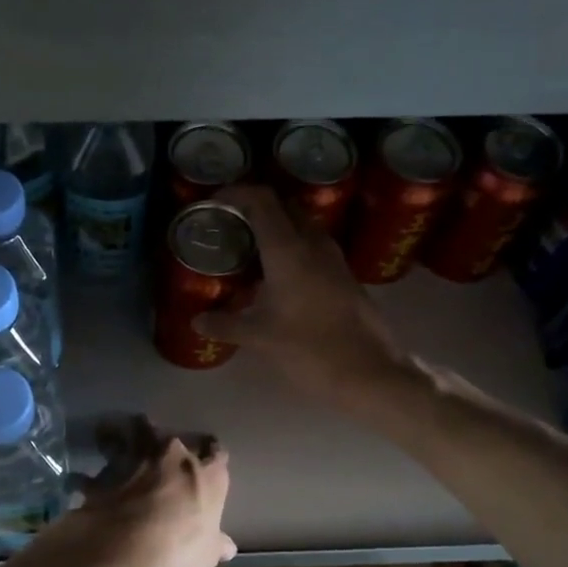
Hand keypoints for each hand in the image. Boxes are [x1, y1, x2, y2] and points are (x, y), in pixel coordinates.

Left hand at [57, 433, 235, 566]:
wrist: (123, 550)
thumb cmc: (178, 551)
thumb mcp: (205, 555)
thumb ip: (216, 544)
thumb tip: (228, 547)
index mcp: (206, 473)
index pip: (216, 453)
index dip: (211, 458)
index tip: (206, 464)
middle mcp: (172, 455)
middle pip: (172, 436)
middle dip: (166, 444)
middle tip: (160, 456)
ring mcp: (135, 458)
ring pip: (132, 431)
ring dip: (127, 438)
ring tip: (121, 447)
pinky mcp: (103, 471)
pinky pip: (97, 466)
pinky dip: (91, 473)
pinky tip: (84, 482)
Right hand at [195, 184, 413, 410]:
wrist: (370, 373)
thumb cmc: (311, 349)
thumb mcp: (261, 338)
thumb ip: (226, 325)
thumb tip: (197, 321)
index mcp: (289, 250)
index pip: (261, 201)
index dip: (235, 193)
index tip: (213, 202)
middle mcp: (313, 244)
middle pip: (283, 207)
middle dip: (254, 208)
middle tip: (228, 226)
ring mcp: (333, 259)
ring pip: (301, 226)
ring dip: (275, 228)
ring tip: (248, 250)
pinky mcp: (344, 276)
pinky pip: (312, 247)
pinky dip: (291, 248)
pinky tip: (275, 276)